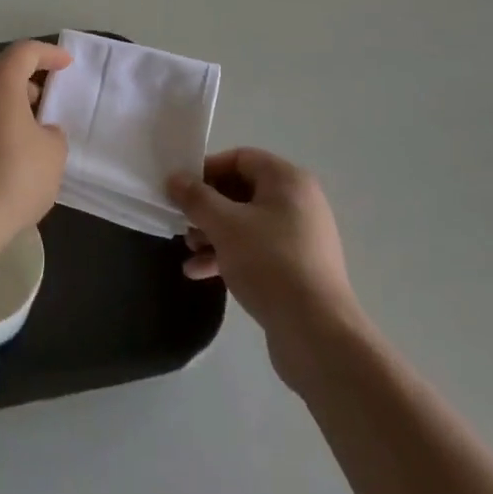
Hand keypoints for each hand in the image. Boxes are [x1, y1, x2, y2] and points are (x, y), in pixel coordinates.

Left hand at [0, 40, 71, 248]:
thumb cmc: (13, 178)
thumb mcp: (53, 153)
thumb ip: (52, 131)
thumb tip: (40, 130)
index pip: (25, 52)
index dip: (48, 54)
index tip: (65, 65)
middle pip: (1, 71)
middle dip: (27, 80)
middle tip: (48, 100)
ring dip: (7, 103)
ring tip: (28, 128)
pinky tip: (4, 149)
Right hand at [168, 148, 362, 388]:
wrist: (317, 334)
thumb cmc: (270, 264)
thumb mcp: (224, 225)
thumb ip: (196, 198)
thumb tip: (174, 177)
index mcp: (287, 180)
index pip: (240, 158)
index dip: (207, 169)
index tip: (181, 189)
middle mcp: (298, 202)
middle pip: (242, 191)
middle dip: (207, 207)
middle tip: (182, 222)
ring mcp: (300, 237)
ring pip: (247, 223)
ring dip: (214, 233)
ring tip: (188, 250)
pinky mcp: (297, 268)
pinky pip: (257, 250)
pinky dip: (229, 255)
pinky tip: (200, 273)